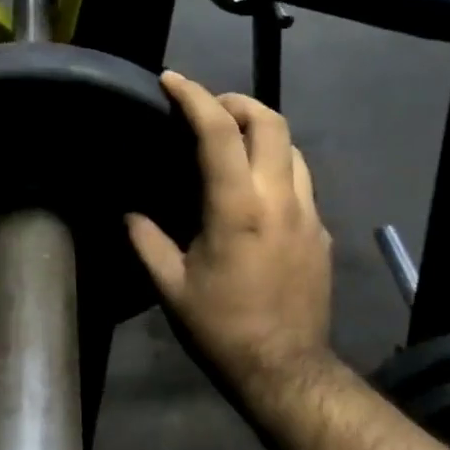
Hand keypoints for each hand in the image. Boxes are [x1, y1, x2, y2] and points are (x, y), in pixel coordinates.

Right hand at [127, 72, 336, 410]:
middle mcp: (280, 198)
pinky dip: (276, 166)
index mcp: (238, 207)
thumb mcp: (171, 287)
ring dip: (261, 132)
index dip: (193, 96)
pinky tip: (255, 190)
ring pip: (293, 147)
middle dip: (237, 101)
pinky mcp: (321, 232)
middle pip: (270, 121)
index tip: (171, 80)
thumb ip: (145, 240)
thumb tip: (129, 212)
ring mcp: (308, 213)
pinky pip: (301, 180)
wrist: (285, 369)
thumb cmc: (222, 328)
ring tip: (232, 142)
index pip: (218, 131)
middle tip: (207, 108)